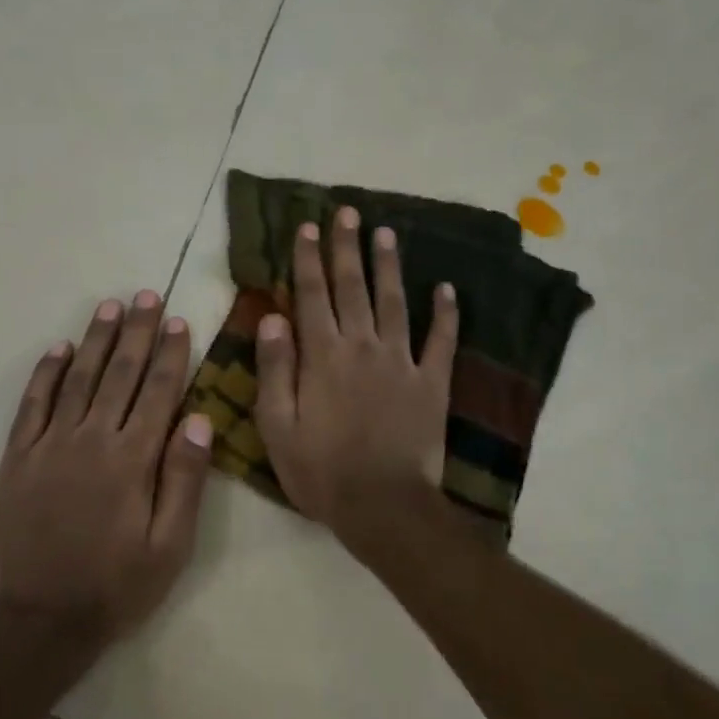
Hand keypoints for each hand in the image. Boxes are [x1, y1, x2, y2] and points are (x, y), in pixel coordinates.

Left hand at [0, 291, 212, 643]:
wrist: (35, 622)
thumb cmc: (114, 588)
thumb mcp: (169, 547)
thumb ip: (183, 480)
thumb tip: (198, 419)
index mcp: (133, 459)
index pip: (158, 392)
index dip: (171, 354)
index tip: (179, 321)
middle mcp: (91, 439)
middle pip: (120, 374)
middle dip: (137, 332)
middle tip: (147, 296)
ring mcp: (49, 445)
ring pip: (78, 378)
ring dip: (96, 340)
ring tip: (110, 307)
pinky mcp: (18, 458)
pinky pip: (33, 404)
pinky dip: (46, 373)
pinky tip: (58, 349)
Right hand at [253, 207, 458, 551]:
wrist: (383, 506)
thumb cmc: (320, 470)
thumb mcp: (277, 426)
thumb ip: (274, 369)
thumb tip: (271, 318)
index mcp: (322, 356)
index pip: (312, 295)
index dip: (309, 259)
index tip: (309, 226)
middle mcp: (362, 346)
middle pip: (353, 287)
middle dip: (348, 247)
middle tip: (348, 212)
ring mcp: (402, 362)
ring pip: (395, 302)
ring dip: (389, 266)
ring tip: (387, 232)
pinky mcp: (432, 383)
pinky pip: (442, 341)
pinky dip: (446, 313)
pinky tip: (447, 289)